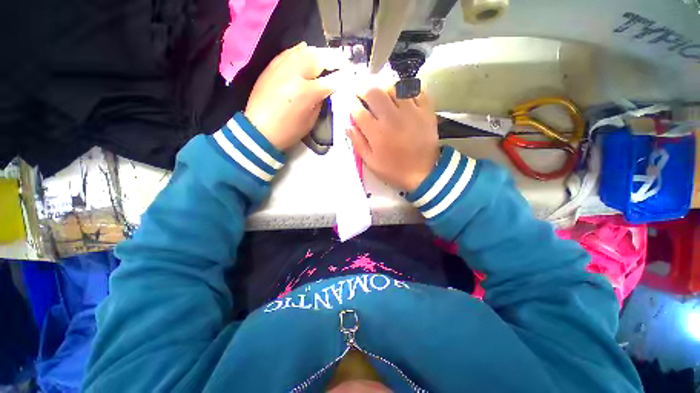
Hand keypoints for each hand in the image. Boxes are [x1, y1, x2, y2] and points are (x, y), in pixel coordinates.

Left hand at [245, 42, 335, 150]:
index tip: (351, 75)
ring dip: (319, 53)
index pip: (332, 79)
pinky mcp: (272, 66)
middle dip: (334, 59)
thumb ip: (321, 101)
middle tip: (342, 63)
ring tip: (327, 58)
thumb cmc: (289, 131)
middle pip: (319, 58)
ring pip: (305, 50)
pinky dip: (301, 50)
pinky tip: (306, 50)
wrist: (259, 130)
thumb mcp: (310, 121)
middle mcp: (295, 73)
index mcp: (307, 92)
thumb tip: (327, 89)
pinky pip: (289, 52)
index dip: (344, 76)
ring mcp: (282, 67)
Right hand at [347, 87, 438, 191]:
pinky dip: (407, 90)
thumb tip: (348, 126)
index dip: (351, 103)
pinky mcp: (426, 111)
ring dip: (383, 88)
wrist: (424, 174)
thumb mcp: (371, 163)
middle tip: (362, 93)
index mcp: (377, 133)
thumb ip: (358, 143)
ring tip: (381, 94)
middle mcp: (392, 118)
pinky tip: (402, 95)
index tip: (351, 103)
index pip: (358, 110)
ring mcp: (411, 112)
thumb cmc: (394, 170)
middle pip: (374, 92)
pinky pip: (416, 91)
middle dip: (363, 89)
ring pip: (394, 87)